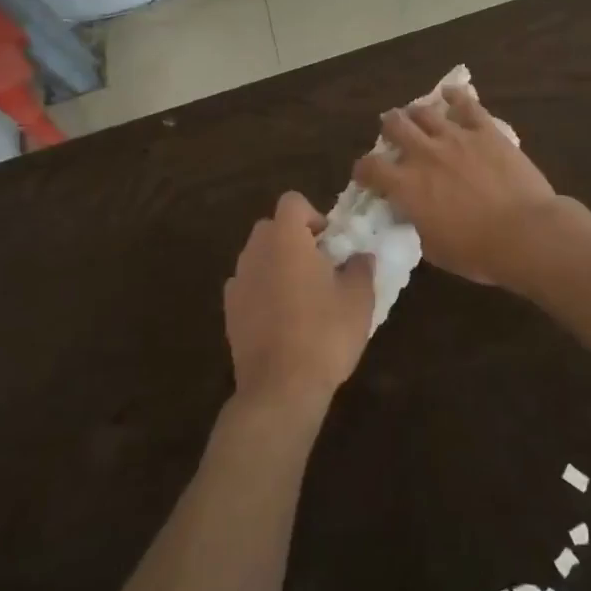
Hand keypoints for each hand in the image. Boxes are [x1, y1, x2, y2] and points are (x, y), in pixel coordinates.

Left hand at [224, 192, 374, 411]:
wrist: (280, 388)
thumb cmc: (324, 333)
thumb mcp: (359, 298)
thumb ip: (361, 267)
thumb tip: (360, 256)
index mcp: (285, 238)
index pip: (292, 202)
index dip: (313, 215)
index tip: (330, 243)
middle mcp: (255, 251)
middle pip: (271, 227)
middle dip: (294, 238)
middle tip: (320, 266)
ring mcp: (237, 281)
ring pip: (258, 256)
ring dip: (278, 264)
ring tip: (303, 295)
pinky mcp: (229, 311)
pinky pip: (248, 285)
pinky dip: (263, 290)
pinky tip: (282, 319)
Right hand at [354, 86, 558, 287]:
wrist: (525, 233)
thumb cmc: (477, 252)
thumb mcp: (433, 248)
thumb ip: (417, 223)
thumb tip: (413, 213)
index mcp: (406, 186)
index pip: (370, 167)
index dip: (364, 169)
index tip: (367, 175)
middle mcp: (424, 154)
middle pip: (395, 126)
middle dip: (389, 128)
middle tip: (392, 132)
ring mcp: (455, 137)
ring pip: (425, 111)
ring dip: (416, 112)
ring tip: (416, 114)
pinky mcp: (485, 130)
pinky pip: (466, 103)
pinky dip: (454, 95)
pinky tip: (450, 92)